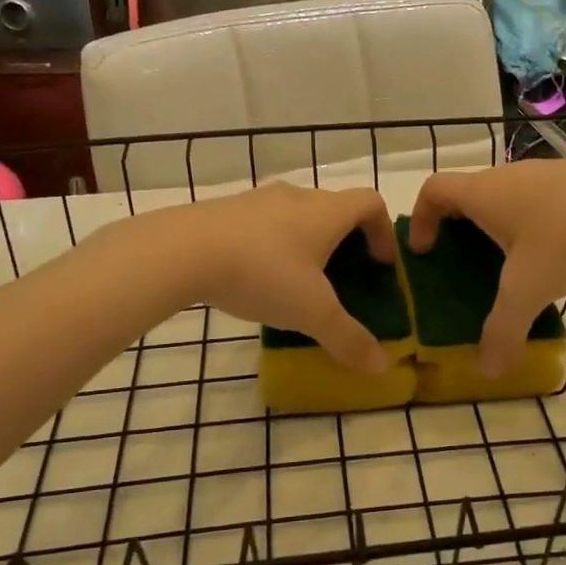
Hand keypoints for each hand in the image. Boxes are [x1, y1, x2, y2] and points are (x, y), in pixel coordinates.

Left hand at [162, 184, 397, 373]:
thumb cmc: (262, 273)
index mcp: (326, 212)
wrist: (182, 251)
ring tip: (298, 282)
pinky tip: (256, 278)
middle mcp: (297, 196)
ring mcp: (258, 200)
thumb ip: (348, 339)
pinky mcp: (226, 210)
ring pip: (296, 215)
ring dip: (306, 243)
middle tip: (342, 279)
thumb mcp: (311, 313)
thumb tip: (382, 368)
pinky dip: (272, 245)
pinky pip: (263, 224)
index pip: (371, 203)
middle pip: (334, 208)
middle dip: (345, 241)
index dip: (383, 231)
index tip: (380, 264)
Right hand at [408, 158, 565, 374]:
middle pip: (469, 193)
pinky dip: (534, 221)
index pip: (434, 189)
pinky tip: (559, 252)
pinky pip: (540, 198)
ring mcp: (547, 172)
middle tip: (466, 264)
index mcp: (484, 193)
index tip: (426, 250)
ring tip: (515, 265)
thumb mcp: (529, 290)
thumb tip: (487, 371)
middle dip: (460, 227)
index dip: (421, 218)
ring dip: (500, 224)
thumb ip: (503, 330)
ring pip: (508, 195)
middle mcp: (509, 175)